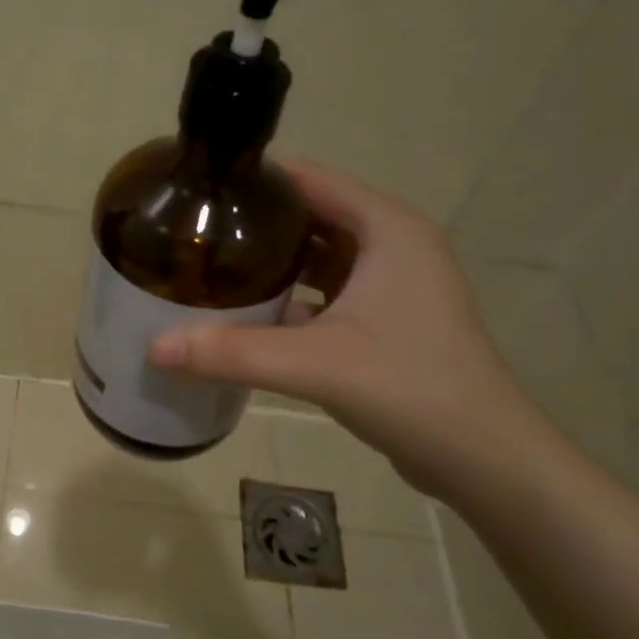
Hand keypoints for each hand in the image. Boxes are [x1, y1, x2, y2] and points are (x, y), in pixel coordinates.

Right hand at [147, 161, 545, 497]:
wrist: (484, 459)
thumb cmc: (410, 388)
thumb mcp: (316, 364)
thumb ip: (233, 352)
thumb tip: (154, 347)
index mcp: (386, 228)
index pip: (310, 180)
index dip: (255, 179)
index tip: (200, 188)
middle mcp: (393, 244)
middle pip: (310, 215)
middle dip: (256, 222)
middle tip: (196, 230)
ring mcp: (393, 283)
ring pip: (319, 255)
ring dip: (272, 260)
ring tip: (212, 264)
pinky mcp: (388, 318)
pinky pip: (327, 289)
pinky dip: (291, 294)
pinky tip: (248, 312)